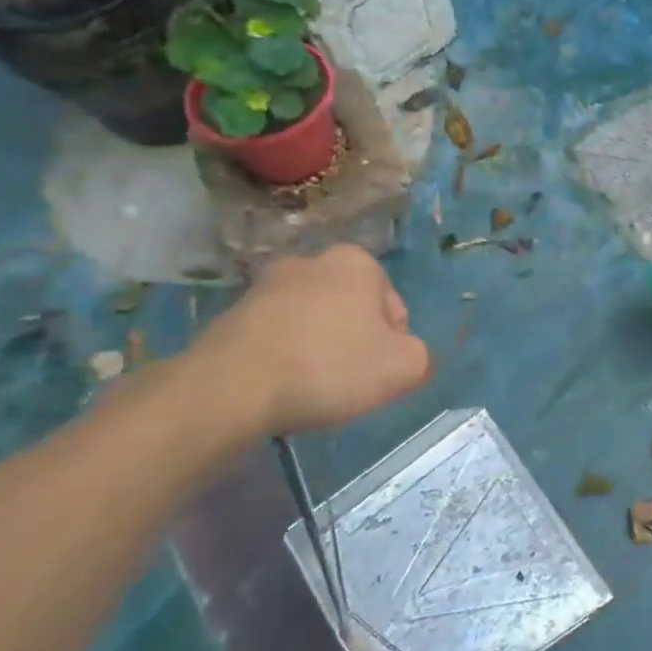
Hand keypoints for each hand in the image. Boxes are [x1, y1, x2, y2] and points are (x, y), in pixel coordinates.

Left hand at [187, 246, 431, 437]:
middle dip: (354, 341)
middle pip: (353, 311)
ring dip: (318, 348)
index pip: (394, 309)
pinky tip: (279, 386)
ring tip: (310, 387)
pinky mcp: (232, 313)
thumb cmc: (329, 367)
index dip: (393, 345)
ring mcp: (266, 285)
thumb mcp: (403, 368)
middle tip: (346, 381)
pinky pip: (276, 336)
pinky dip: (284, 357)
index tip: (375, 372)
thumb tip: (407, 356)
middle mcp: (311, 260)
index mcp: (356, 262)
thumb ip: (421, 357)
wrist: (230, 389)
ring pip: (313, 322)